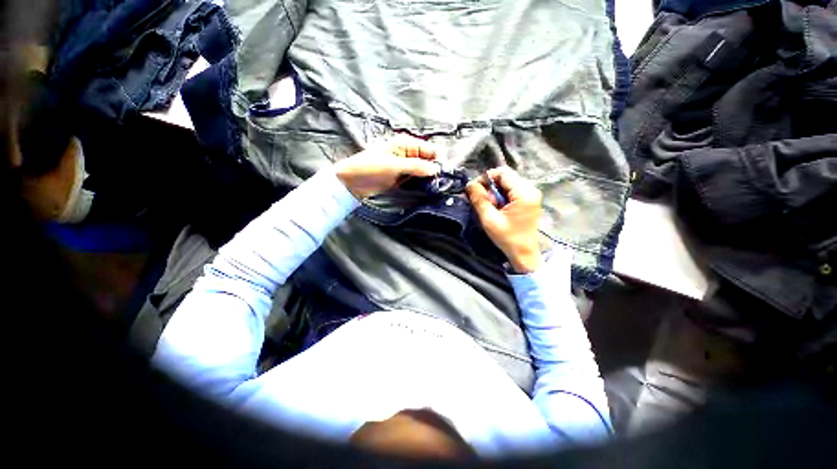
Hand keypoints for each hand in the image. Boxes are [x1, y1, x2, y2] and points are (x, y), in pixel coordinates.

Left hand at [334, 135, 439, 198]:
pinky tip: (424, 190)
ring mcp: (405, 167)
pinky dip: (420, 184)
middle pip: (429, 161)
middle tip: (439, 184)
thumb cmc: (369, 168)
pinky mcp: (402, 178)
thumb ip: (416, 167)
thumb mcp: (393, 166)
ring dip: (428, 179)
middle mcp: (408, 153)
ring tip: (433, 188)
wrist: (351, 183)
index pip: (430, 149)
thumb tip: (436, 169)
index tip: (444, 173)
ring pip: (424, 172)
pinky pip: (416, 180)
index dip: (439, 160)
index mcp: (406, 144)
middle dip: (434, 171)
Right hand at [466, 167, 542, 272]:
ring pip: (507, 183)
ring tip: (490, 207)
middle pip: (505, 177)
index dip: (486, 178)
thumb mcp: (489, 219)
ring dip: (495, 192)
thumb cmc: (507, 238)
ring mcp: (531, 195)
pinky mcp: (529, 200)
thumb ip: (479, 199)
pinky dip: (501, 196)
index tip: (475, 190)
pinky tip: (497, 208)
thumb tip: (469, 184)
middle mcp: (531, 189)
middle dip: (490, 187)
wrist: (524, 253)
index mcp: (524, 193)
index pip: (503, 172)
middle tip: (483, 202)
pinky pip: (511, 191)